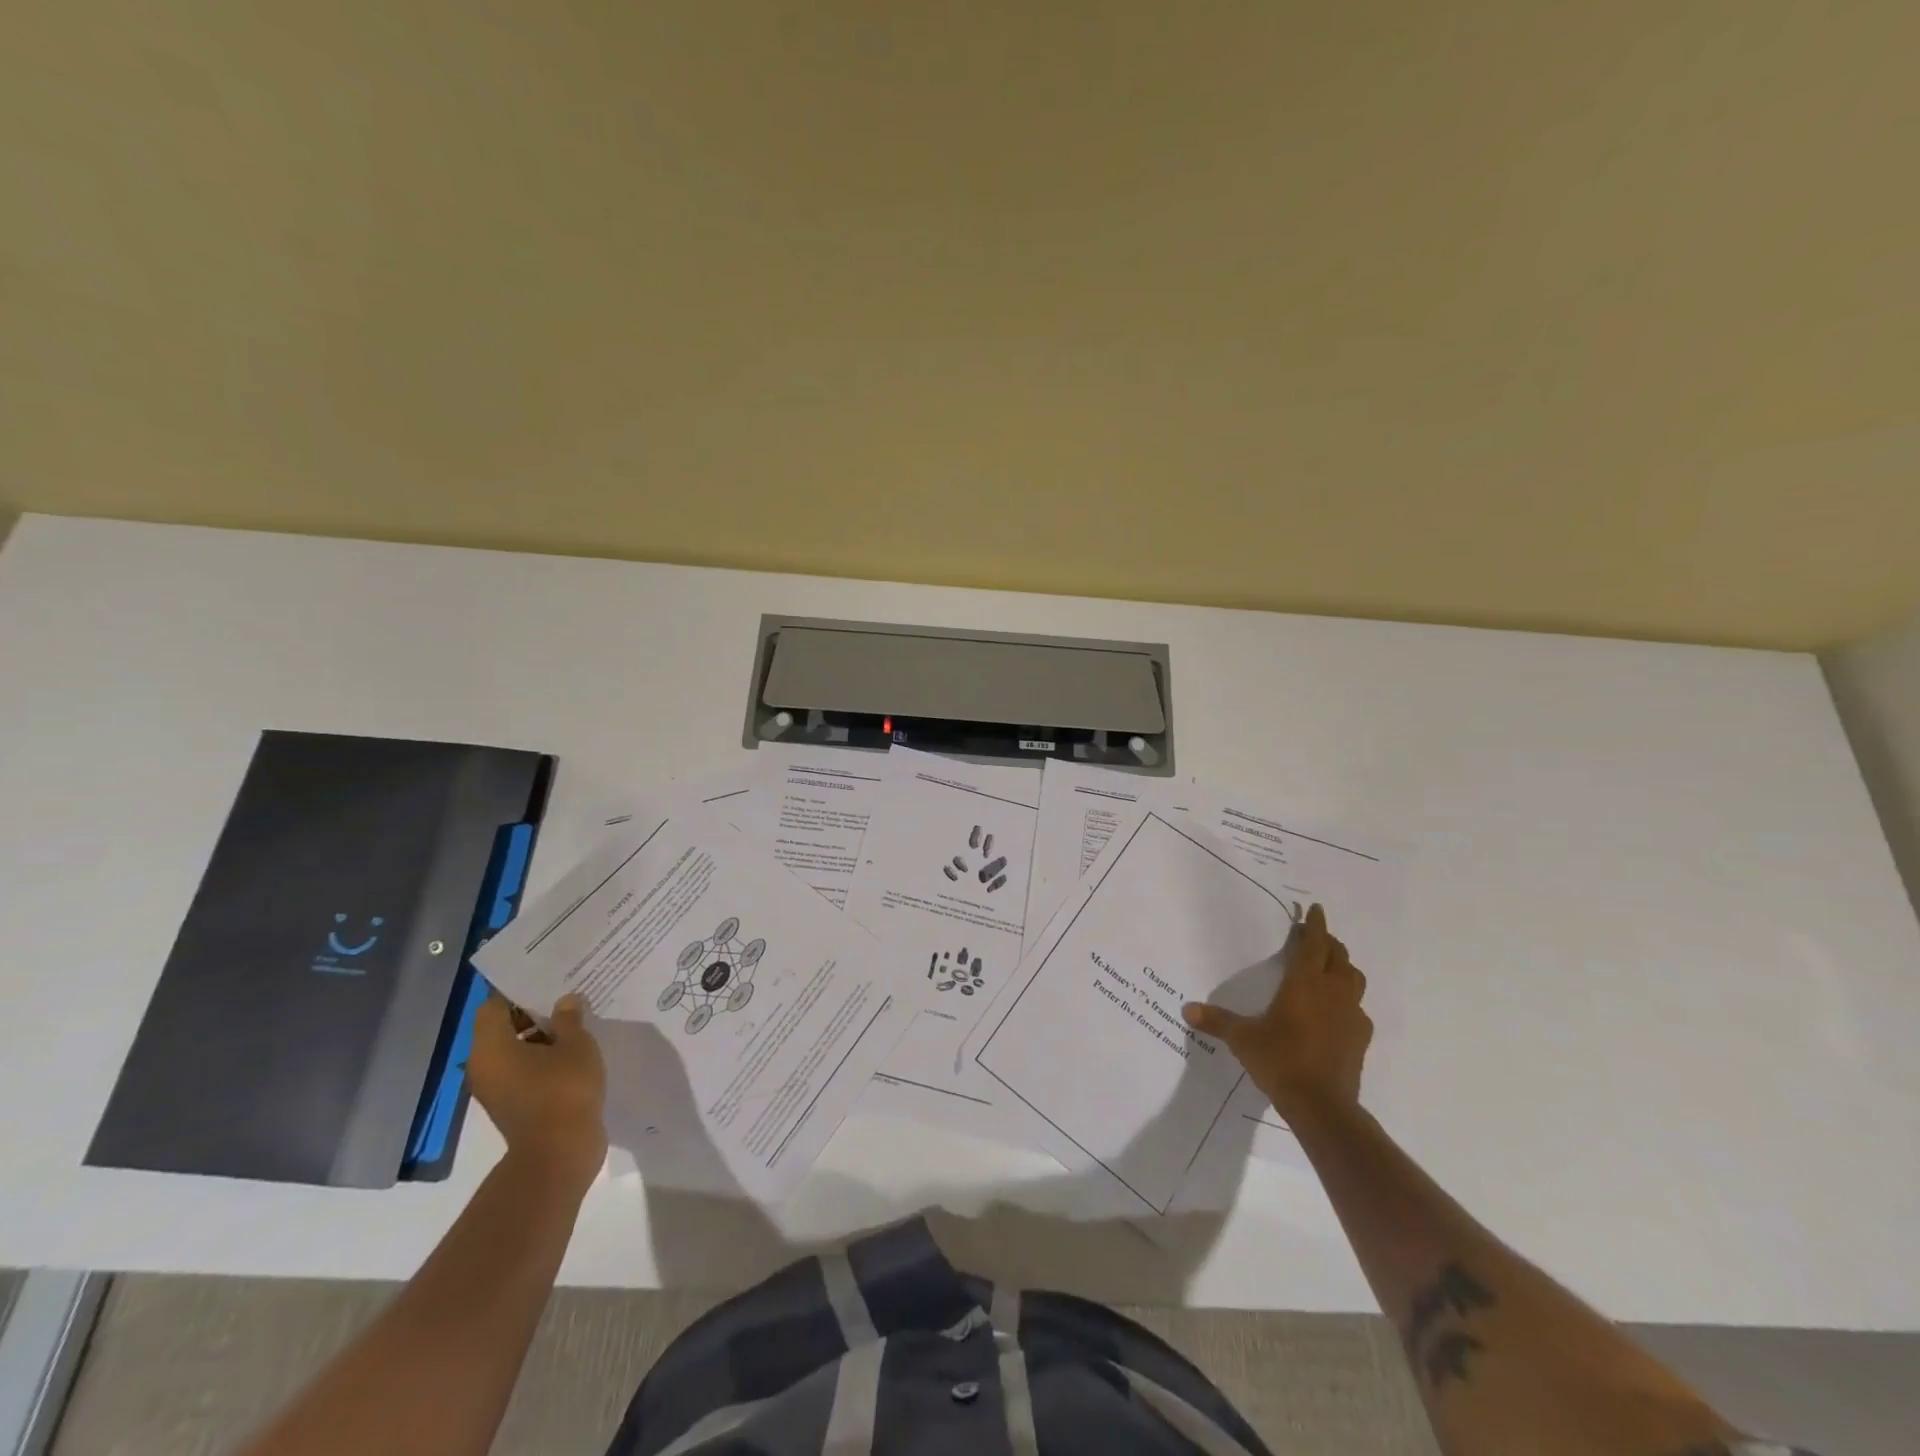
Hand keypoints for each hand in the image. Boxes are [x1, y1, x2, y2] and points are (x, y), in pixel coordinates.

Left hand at [468, 992, 607, 1193]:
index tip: (546, 976)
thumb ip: (570, 1018)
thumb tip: (565, 1001)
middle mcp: (485, 1066)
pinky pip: (526, 1069)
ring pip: (517, 1049)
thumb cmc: (563, 1090)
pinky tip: (576, 1049)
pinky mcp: (515, 1104)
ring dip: (543, 1035)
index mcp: (491, 1048)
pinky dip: (545, 1057)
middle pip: (503, 1026)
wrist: (559, 1153)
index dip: (518, 989)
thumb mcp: (576, 1044)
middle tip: (568, 992)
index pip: (494, 1006)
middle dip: (535, 1010)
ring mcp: (499, 1088)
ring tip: (578, 1019)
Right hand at [1182, 903, 1371, 1120]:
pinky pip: (1357, 1009)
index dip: (1315, 925)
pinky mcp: (1360, 1038)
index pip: (1314, 943)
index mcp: (1305, 983)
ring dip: (1342, 968)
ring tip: (1328, 969)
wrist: (1322, 1105)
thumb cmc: (1280, 1060)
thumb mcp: (1242, 1039)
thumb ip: (1217, 1021)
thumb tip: (1187, 1009)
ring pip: (1354, 979)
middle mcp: (1332, 992)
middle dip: (1328, 943)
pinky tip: (1335, 1013)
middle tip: (1314, 938)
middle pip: (1338, 956)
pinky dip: (1348, 1001)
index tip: (1316, 909)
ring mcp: (1351, 1015)